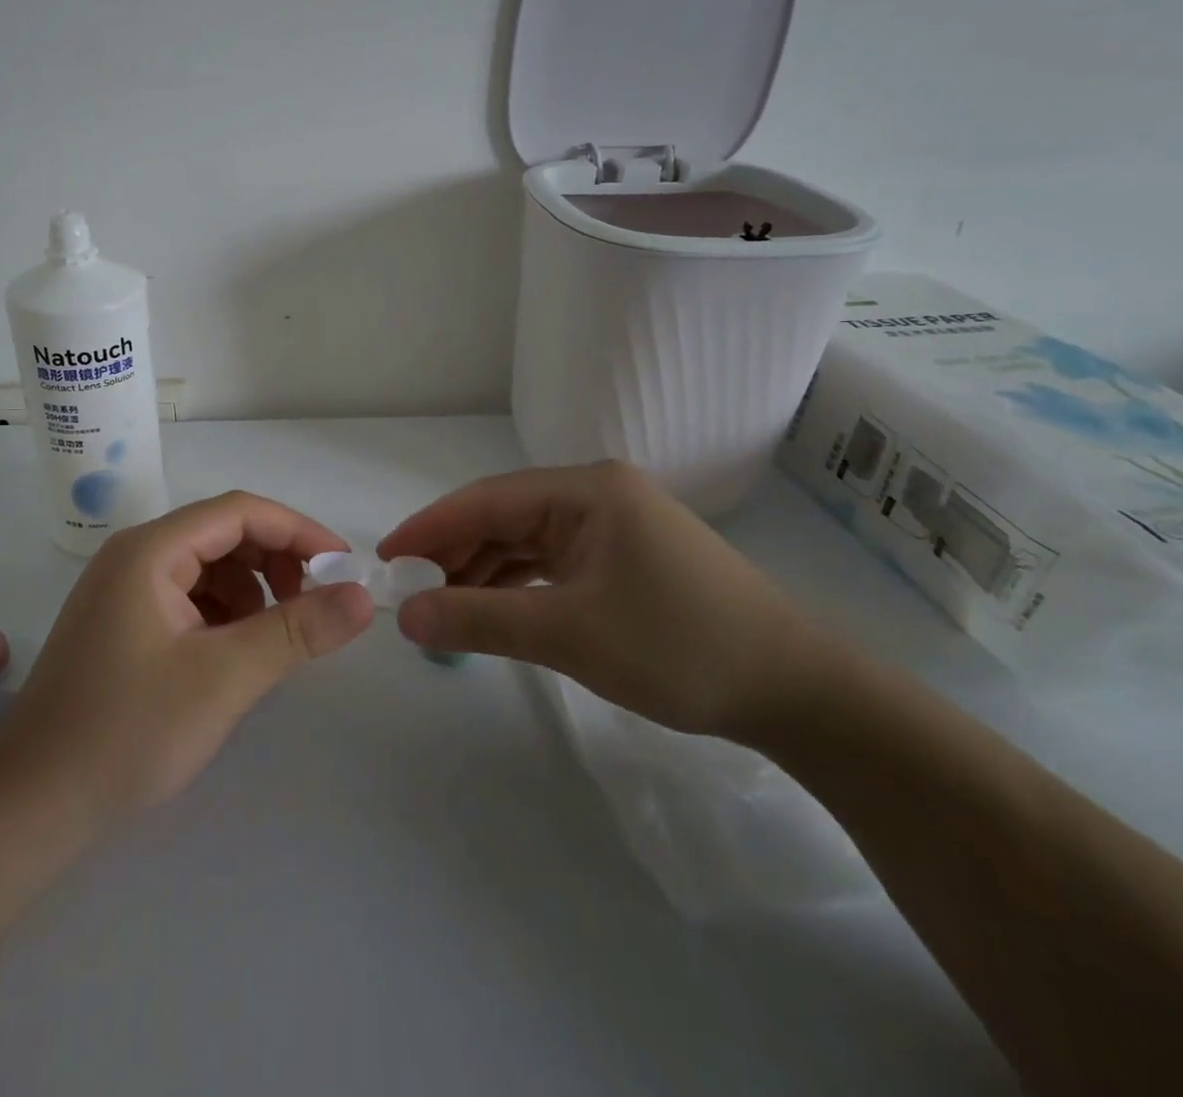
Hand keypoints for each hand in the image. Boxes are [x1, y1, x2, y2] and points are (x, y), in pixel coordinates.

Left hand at [1, 492, 375, 822]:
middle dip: (276, 563)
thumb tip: (363, 596)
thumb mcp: (225, 677)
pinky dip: (223, 617)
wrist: (31, 805)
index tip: (344, 566)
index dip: (299, 531)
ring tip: (269, 643)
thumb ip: (298, 630)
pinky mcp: (124, 624)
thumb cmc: (127, 731)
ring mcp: (125, 591)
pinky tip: (231, 658)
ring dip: (252, 594)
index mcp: (151, 550)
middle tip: (313, 608)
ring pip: (209, 569)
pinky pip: (189, 599)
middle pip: (224, 535)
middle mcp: (135, 556)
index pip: (240, 512)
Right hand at [378, 462, 825, 738]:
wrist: (798, 693)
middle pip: (504, 517)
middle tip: (409, 591)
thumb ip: (479, 619)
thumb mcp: (568, 634)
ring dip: (483, 572)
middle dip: (454, 553)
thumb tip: (405, 615)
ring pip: (526, 542)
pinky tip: (493, 609)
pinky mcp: (624, 559)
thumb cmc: (679, 647)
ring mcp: (613, 527)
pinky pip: (552, 563)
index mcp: (587, 490)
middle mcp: (597, 495)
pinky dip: (517, 585)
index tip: (384, 557)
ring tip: (441, 606)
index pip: (486, 499)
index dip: (430, 527)